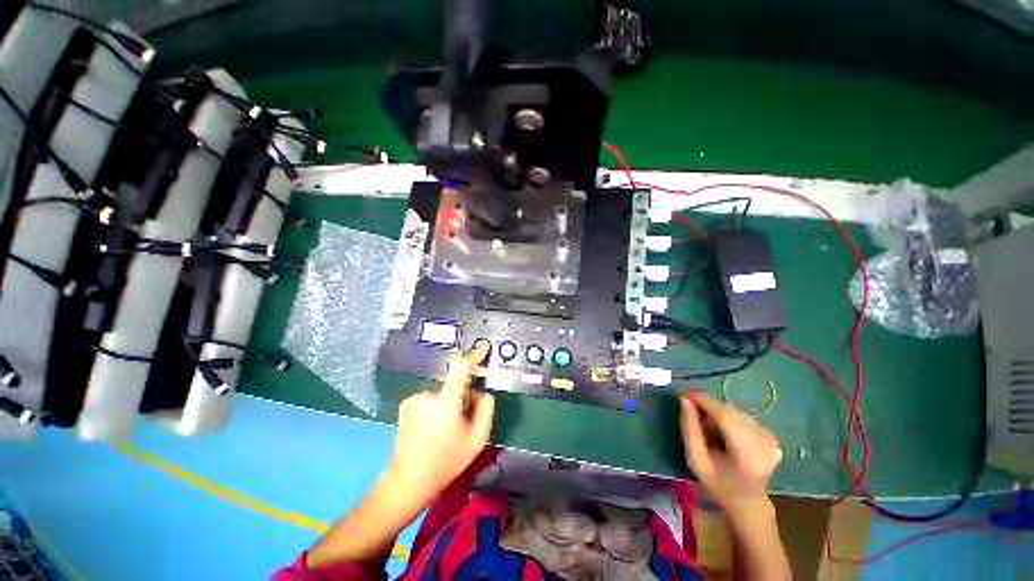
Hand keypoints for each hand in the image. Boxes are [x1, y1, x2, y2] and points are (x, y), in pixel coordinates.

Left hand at [387, 343, 494, 496]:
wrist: (408, 481)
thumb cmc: (446, 462)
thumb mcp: (477, 440)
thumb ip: (486, 409)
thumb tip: (481, 392)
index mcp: (446, 404)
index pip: (459, 367)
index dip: (473, 356)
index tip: (483, 349)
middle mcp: (428, 395)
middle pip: (454, 382)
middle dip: (464, 393)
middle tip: (464, 419)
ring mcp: (414, 399)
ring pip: (443, 391)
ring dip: (449, 402)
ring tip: (446, 428)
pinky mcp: (406, 404)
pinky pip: (430, 397)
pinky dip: (436, 405)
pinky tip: (432, 427)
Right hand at [679, 391, 782, 516]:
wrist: (748, 501)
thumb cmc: (718, 483)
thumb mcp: (695, 460)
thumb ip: (689, 429)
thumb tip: (685, 400)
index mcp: (747, 454)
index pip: (724, 415)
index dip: (702, 400)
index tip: (682, 393)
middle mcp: (764, 441)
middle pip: (728, 411)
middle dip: (707, 407)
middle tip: (691, 414)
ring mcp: (770, 437)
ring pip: (734, 411)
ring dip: (716, 413)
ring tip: (707, 429)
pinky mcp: (770, 434)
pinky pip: (741, 416)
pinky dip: (726, 418)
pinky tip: (722, 433)